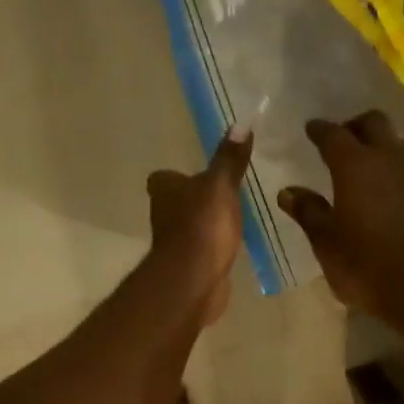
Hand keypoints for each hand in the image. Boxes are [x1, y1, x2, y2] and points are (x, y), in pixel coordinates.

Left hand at [147, 127, 253, 326]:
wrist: (194, 279)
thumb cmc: (203, 225)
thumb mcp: (221, 185)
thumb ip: (230, 159)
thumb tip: (240, 124)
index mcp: (164, 189)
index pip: (164, 177)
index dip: (179, 176)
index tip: (200, 176)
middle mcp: (162, 214)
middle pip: (177, 202)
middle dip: (195, 201)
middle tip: (222, 196)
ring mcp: (173, 244)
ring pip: (189, 227)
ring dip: (205, 225)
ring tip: (232, 220)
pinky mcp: (187, 267)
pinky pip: (201, 252)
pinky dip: (212, 249)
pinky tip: (230, 247)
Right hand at [278, 112, 403, 322]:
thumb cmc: (363, 265)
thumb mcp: (326, 242)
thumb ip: (308, 212)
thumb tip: (288, 192)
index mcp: (355, 166)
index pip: (334, 135)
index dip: (320, 130)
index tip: (311, 129)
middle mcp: (388, 159)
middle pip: (374, 123)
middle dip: (355, 126)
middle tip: (342, 140)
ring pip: (399, 142)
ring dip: (382, 143)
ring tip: (369, 161)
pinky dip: (397, 168)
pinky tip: (389, 188)